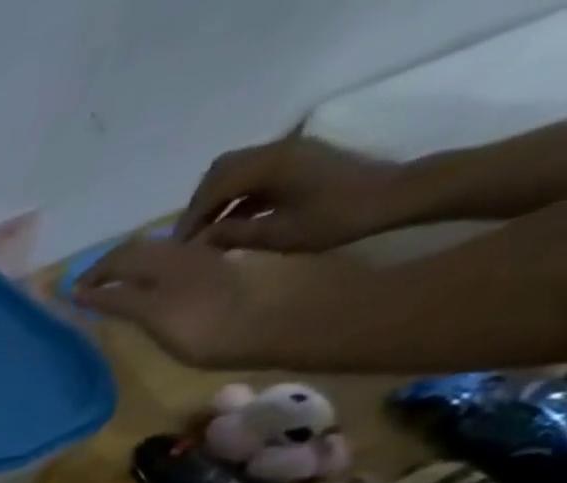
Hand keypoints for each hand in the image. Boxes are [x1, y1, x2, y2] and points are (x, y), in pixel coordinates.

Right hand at [74, 237, 262, 366]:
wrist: (272, 324)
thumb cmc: (206, 325)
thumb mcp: (152, 313)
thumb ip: (117, 300)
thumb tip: (81, 293)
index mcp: (165, 258)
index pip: (120, 257)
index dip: (95, 273)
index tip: (73, 293)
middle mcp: (183, 252)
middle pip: (139, 252)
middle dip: (111, 268)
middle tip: (90, 289)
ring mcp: (202, 261)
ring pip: (158, 256)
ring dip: (132, 270)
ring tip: (116, 289)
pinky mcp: (218, 273)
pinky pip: (176, 264)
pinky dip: (153, 275)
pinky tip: (152, 289)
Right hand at [176, 134, 407, 251]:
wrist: (389, 197)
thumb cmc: (334, 219)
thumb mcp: (276, 235)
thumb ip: (232, 235)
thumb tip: (197, 242)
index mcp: (271, 165)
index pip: (214, 187)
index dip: (191, 217)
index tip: (177, 247)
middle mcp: (276, 150)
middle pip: (220, 171)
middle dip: (198, 204)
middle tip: (188, 237)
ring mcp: (288, 152)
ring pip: (234, 170)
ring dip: (214, 199)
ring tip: (205, 231)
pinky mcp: (295, 160)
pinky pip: (251, 174)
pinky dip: (233, 196)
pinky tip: (229, 221)